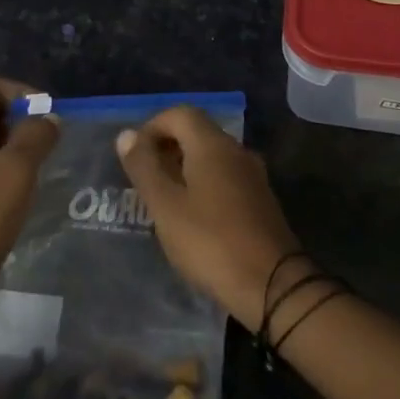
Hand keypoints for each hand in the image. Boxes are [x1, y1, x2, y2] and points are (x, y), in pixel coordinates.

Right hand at [116, 106, 302, 328]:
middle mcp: (236, 150)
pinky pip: (225, 176)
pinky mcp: (260, 199)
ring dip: (184, 167)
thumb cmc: (211, 242)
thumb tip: (127, 134)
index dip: (152, 127)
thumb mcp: (166, 207)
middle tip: (144, 179)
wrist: (272, 285)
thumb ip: (144, 167)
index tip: (134, 157)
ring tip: (163, 199)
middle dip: (166, 147)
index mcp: (213, 145)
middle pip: (197, 132)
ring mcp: (253, 175)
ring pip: (212, 156)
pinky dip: (203, 184)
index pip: (180, 113)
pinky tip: (192, 216)